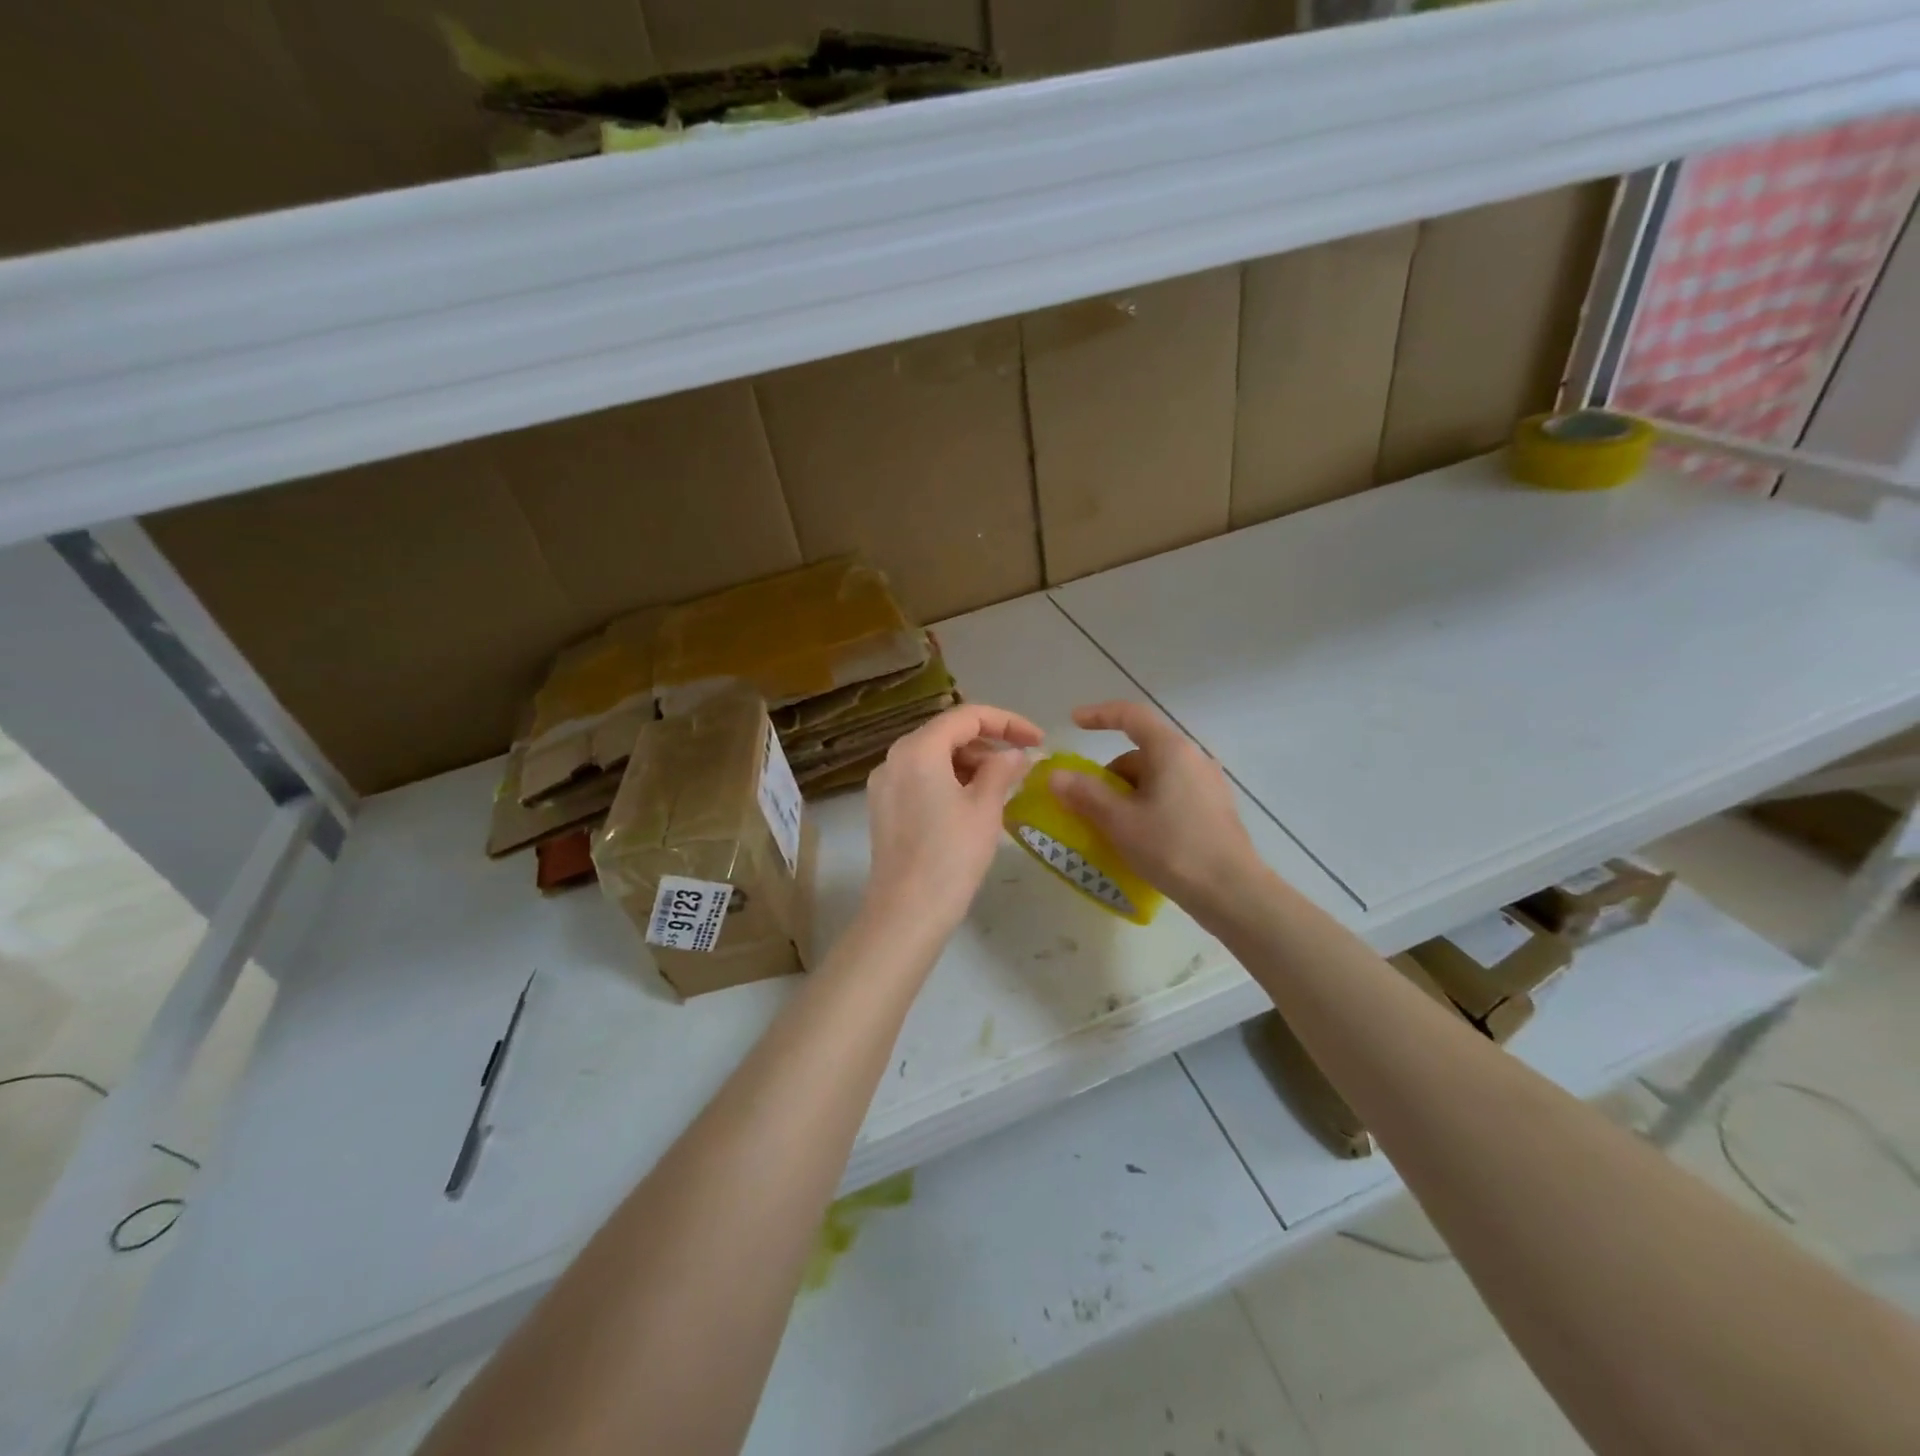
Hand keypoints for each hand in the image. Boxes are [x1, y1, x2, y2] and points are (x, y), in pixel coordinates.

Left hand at [862, 703, 1043, 938]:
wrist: (906, 913)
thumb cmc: (951, 856)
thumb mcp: (985, 808)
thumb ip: (1002, 769)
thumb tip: (1017, 753)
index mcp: (918, 750)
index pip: (967, 716)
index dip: (1008, 722)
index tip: (1038, 740)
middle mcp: (894, 758)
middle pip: (947, 733)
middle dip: (988, 744)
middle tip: (1022, 766)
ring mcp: (885, 784)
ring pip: (934, 757)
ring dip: (970, 763)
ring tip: (1003, 787)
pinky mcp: (884, 808)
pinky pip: (921, 779)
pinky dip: (950, 780)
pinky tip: (974, 803)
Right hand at [1049, 701, 1264, 917]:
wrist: (1232, 892)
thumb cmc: (1173, 848)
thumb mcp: (1120, 821)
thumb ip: (1085, 793)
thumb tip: (1056, 775)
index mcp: (1171, 751)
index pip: (1131, 716)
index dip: (1099, 715)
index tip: (1074, 723)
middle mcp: (1193, 759)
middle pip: (1141, 752)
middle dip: (1110, 774)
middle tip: (1089, 805)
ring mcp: (1208, 784)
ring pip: (1156, 777)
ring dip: (1128, 794)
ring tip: (1113, 828)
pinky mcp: (1215, 809)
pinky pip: (1172, 795)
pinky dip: (1148, 806)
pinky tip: (1141, 837)